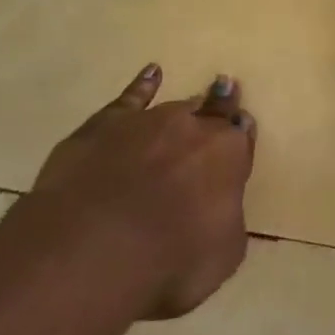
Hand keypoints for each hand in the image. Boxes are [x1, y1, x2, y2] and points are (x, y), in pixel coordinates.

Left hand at [9, 66, 256, 318]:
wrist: (93, 247)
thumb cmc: (168, 262)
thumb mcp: (221, 256)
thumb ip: (227, 222)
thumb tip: (221, 208)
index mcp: (228, 157)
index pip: (240, 139)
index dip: (241, 135)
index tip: (242, 128)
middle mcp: (193, 129)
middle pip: (211, 112)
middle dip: (220, 105)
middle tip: (226, 91)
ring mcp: (148, 121)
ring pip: (174, 107)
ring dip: (186, 106)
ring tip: (195, 98)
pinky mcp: (106, 124)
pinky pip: (131, 96)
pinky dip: (143, 84)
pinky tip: (151, 73)